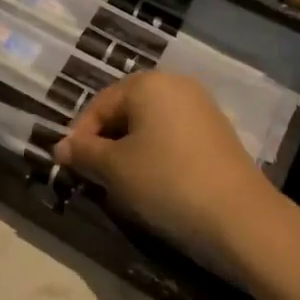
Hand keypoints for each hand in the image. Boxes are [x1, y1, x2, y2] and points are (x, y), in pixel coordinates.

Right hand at [54, 72, 278, 264]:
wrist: (239, 216)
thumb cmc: (166, 182)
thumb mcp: (115, 169)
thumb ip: (84, 153)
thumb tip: (60, 147)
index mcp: (147, 83)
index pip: (99, 105)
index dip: (80, 137)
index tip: (71, 169)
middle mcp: (176, 84)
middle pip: (126, 111)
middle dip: (106, 144)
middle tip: (96, 179)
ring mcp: (201, 107)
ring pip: (150, 125)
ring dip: (131, 151)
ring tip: (124, 186)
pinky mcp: (217, 132)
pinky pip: (174, 136)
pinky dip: (158, 155)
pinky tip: (157, 185)